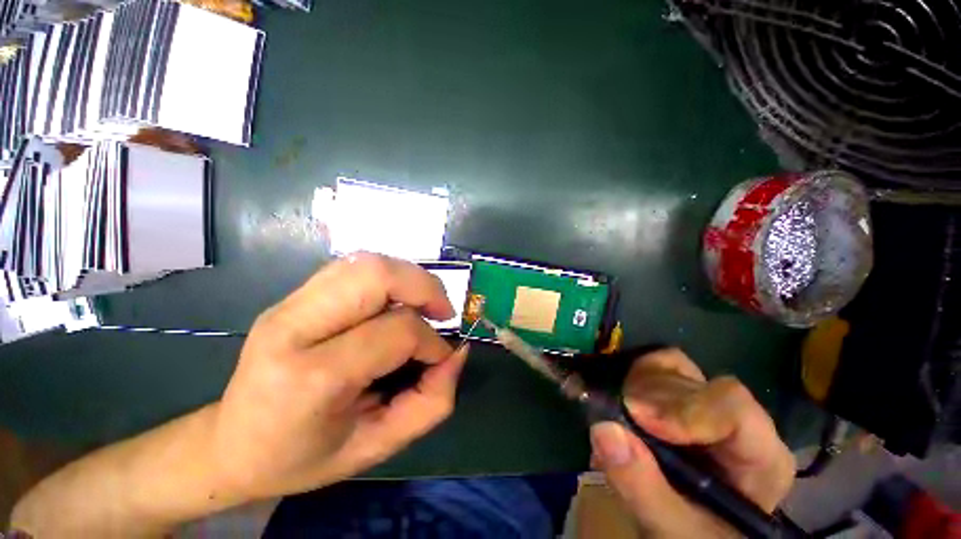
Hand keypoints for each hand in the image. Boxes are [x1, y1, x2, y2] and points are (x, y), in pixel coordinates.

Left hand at [210, 252, 467, 500]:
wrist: (231, 444)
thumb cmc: (302, 456)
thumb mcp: (377, 446)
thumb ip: (430, 403)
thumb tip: (457, 353)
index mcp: (311, 376)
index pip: (398, 331)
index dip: (432, 342)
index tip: (439, 359)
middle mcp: (294, 327)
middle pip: (376, 274)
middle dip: (424, 286)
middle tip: (441, 312)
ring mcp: (288, 304)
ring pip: (366, 263)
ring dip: (408, 278)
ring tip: (423, 304)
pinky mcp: (292, 296)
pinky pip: (353, 267)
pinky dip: (387, 277)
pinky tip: (394, 301)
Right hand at [589, 348, 794, 537]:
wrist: (688, 527)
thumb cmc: (694, 534)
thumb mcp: (670, 528)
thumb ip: (642, 487)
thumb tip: (603, 428)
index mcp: (759, 456)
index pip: (734, 408)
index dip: (684, 408)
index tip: (638, 419)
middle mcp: (738, 419)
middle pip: (693, 384)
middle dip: (648, 401)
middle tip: (617, 423)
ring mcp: (708, 401)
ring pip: (671, 367)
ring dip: (636, 388)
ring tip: (620, 419)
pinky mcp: (683, 394)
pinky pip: (656, 366)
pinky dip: (633, 378)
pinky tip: (623, 405)